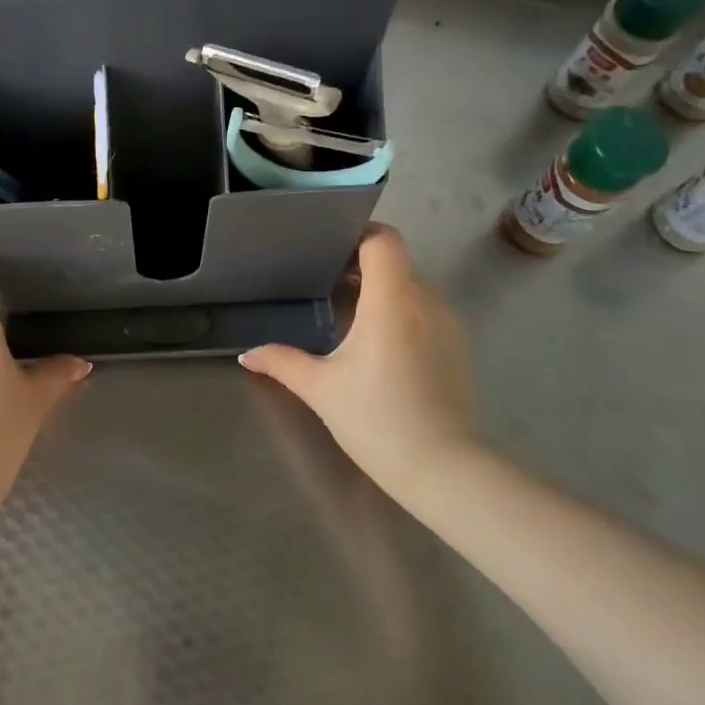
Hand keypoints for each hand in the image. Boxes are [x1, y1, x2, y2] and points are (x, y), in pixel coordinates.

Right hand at [240, 224, 477, 505]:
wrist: (442, 469)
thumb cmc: (376, 419)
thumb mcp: (320, 388)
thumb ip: (281, 362)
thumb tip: (246, 355)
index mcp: (391, 300)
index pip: (384, 240)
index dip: (359, 235)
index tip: (330, 251)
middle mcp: (425, 301)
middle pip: (395, 261)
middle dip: (362, 265)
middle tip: (326, 282)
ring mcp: (448, 324)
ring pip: (412, 286)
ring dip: (382, 290)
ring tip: (349, 314)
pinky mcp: (458, 346)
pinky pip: (426, 311)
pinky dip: (401, 312)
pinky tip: (379, 345)